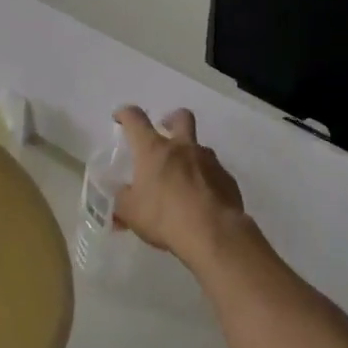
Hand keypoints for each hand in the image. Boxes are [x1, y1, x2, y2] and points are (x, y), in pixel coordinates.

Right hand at [112, 106, 244, 270]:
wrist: (214, 233)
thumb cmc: (165, 217)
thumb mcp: (131, 212)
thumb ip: (123, 200)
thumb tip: (122, 196)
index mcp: (153, 149)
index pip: (135, 119)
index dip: (125, 114)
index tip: (120, 118)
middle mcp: (182, 147)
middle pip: (180, 117)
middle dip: (171, 119)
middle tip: (165, 131)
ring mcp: (209, 161)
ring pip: (200, 147)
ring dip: (190, 155)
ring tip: (184, 178)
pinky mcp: (227, 179)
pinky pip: (215, 173)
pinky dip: (206, 180)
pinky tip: (203, 199)